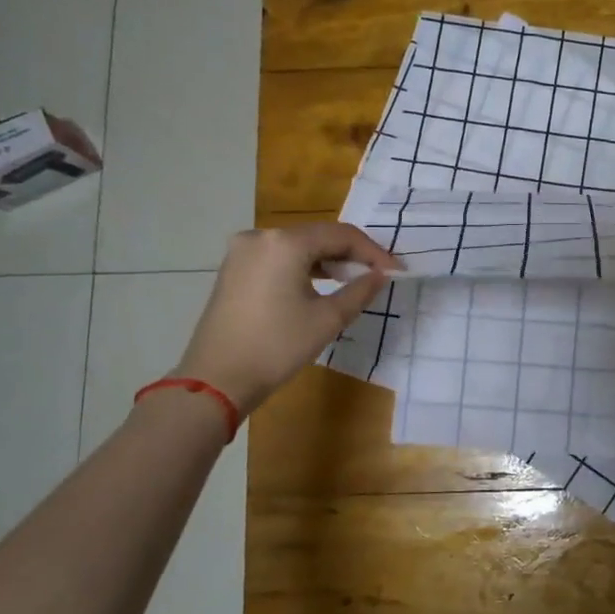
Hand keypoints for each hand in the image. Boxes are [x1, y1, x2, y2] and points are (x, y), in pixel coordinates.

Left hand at [172, 223, 401, 414]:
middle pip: (319, 236)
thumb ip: (360, 291)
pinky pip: (279, 257)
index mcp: (285, 243)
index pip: (342, 235)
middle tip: (378, 275)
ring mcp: (242, 251)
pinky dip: (304, 266)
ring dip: (328, 260)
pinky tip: (321, 283)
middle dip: (351, 254)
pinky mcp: (234, 268)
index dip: (373, 252)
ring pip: (299, 246)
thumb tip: (380, 275)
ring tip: (354, 280)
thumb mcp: (328, 319)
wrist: (217, 378)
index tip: (396, 270)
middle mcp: (261, 236)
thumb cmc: (277, 346)